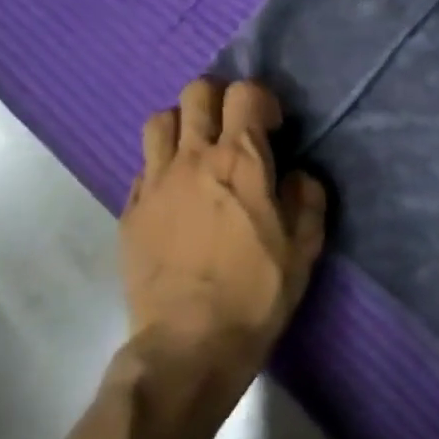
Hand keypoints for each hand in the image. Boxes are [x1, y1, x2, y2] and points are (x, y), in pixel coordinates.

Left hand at [121, 78, 326, 368]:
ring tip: (196, 152)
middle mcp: (194, 158)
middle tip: (232, 130)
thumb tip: (297, 175)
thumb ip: (307, 198)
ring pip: (159, 120)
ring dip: (182, 125)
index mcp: (241, 160)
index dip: (262, 100)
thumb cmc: (255, 293)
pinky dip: (161, 167)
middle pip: (197, 92)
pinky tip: (174, 196)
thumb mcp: (303, 248)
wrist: (188, 346)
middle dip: (219, 99)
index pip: (245, 92)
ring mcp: (156, 182)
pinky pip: (143, 166)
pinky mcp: (130, 210)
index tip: (271, 129)